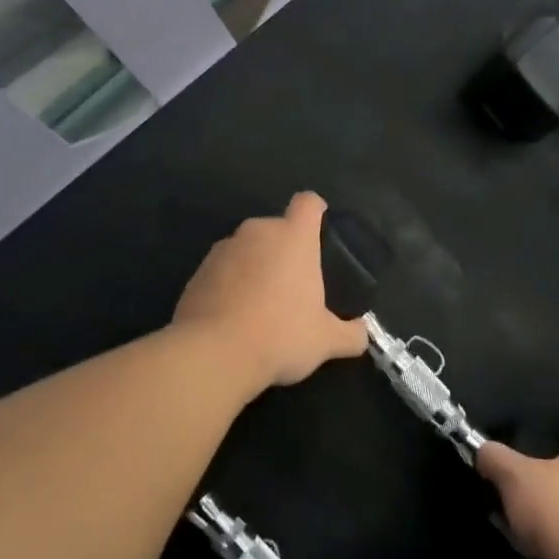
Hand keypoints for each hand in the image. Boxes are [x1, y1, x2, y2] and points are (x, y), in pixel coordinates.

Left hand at [173, 192, 369, 388]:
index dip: (316, 212)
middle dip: (285, 250)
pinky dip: (230, 286)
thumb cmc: (281, 335)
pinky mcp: (196, 273)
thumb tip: (361, 334)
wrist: (213, 355)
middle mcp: (257, 233)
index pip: (308, 203)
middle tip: (295, 286)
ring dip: (256, 267)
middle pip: (277, 228)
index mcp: (293, 237)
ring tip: (262, 306)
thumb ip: (351, 334)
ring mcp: (222, 250)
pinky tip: (235, 318)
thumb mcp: (326, 341)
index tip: (320, 234)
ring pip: (247, 249)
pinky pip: (222, 271)